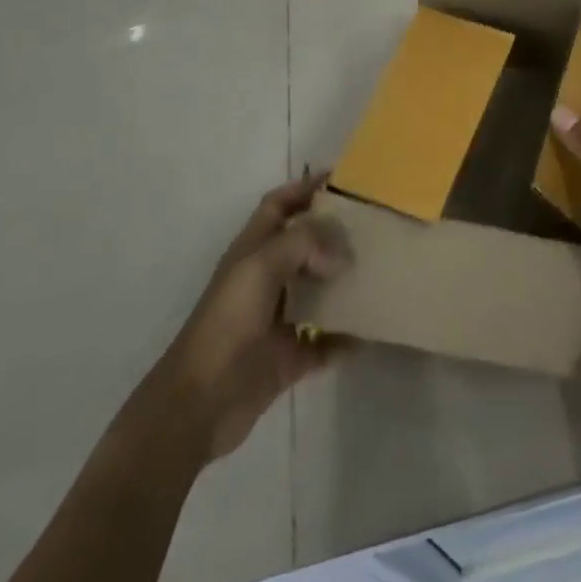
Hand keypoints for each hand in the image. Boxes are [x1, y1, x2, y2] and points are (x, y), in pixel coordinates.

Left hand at [161, 172, 346, 462]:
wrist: (200, 403)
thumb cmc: (227, 322)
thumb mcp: (261, 266)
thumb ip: (304, 243)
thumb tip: (340, 252)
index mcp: (252, 251)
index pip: (279, 205)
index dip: (304, 187)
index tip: (342, 178)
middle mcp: (265, 280)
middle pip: (304, 245)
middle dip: (335, 233)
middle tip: (374, 226)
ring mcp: (277, 320)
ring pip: (318, 291)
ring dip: (345, 283)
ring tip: (380, 271)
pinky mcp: (288, 358)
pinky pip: (326, 343)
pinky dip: (347, 338)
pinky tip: (372, 330)